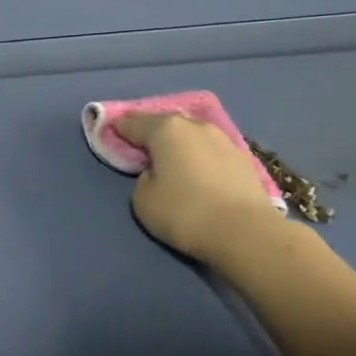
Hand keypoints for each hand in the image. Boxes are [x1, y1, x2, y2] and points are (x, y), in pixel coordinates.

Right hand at [115, 114, 285, 266]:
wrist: (246, 233)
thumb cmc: (185, 212)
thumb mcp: (143, 199)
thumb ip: (143, 178)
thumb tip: (157, 172)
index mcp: (166, 129)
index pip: (132, 123)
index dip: (117, 128)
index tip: (108, 133)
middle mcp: (195, 126)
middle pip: (164, 122)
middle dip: (149, 131)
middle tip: (139, 145)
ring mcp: (223, 139)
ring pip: (191, 134)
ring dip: (178, 143)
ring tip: (171, 157)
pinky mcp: (244, 158)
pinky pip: (210, 150)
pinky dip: (199, 156)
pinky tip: (197, 169)